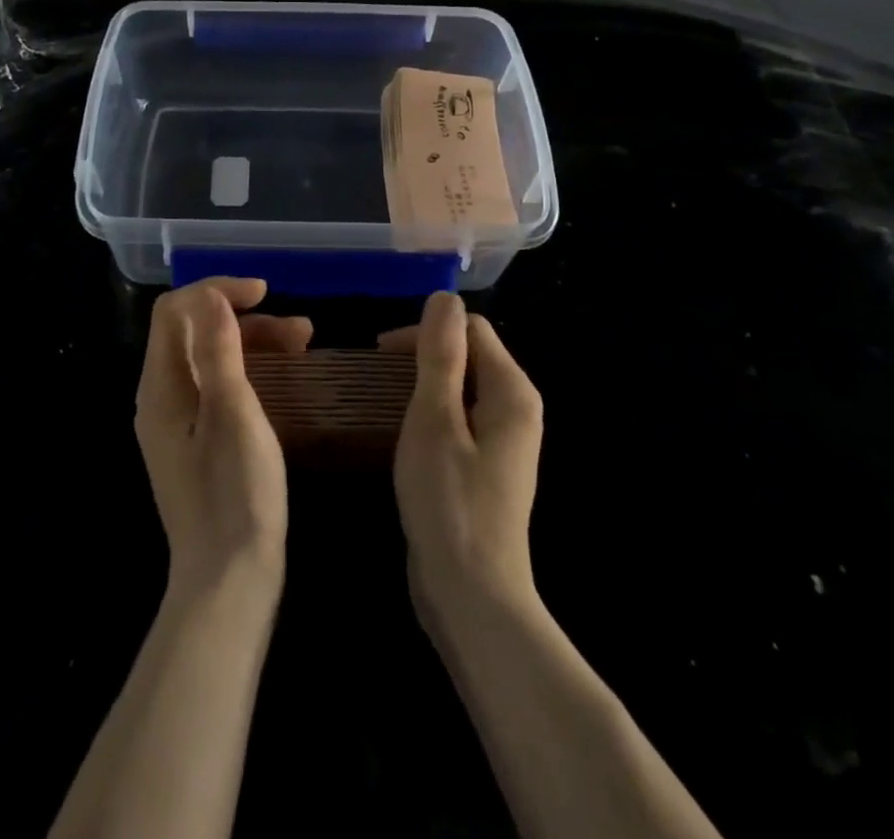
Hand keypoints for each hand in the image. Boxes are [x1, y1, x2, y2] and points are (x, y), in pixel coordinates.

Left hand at [135, 278, 312, 600]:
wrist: (229, 582)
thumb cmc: (236, 494)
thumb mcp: (234, 414)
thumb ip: (219, 350)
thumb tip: (211, 295)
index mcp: (161, 387)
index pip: (176, 310)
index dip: (217, 290)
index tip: (265, 293)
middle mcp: (161, 397)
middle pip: (194, 331)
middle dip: (245, 318)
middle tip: (299, 330)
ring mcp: (177, 421)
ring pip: (210, 358)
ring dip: (253, 342)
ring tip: (303, 345)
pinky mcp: (196, 440)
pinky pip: (217, 386)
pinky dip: (249, 371)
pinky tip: (284, 377)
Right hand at [384, 293, 543, 628]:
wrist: (472, 597)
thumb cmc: (449, 502)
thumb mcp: (434, 420)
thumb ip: (441, 355)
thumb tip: (445, 297)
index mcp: (512, 392)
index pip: (470, 329)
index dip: (426, 332)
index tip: (381, 353)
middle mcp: (517, 410)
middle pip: (469, 355)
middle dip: (423, 355)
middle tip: (376, 376)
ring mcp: (504, 442)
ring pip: (461, 388)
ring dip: (423, 385)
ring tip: (383, 400)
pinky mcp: (488, 467)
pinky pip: (459, 419)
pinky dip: (431, 414)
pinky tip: (404, 434)